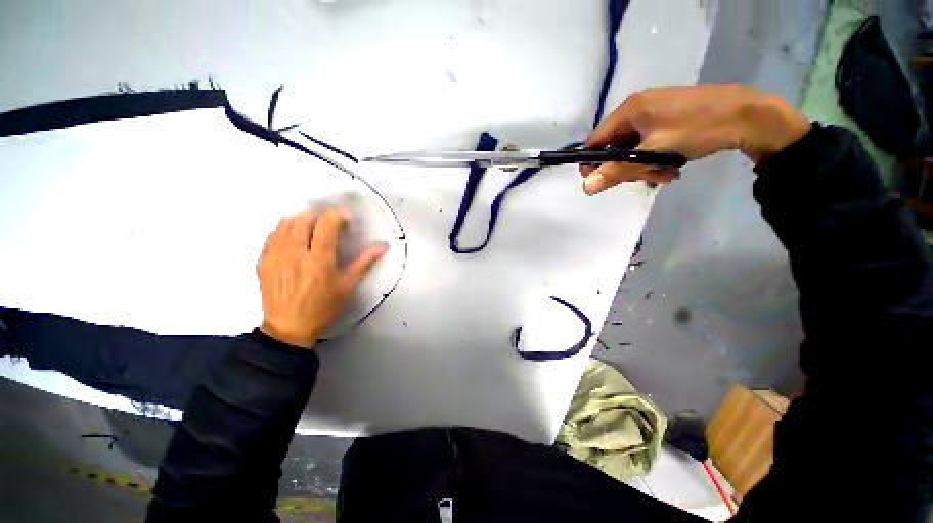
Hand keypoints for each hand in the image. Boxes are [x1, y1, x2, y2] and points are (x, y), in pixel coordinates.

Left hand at [257, 209, 388, 348]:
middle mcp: (295, 252)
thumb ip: (364, 261)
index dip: (338, 216)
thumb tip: (383, 245)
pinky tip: (294, 240)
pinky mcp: (262, 260)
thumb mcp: (348, 285)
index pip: (326, 223)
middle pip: (305, 218)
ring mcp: (275, 255)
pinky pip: (272, 234)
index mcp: (319, 260)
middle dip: (321, 217)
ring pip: (286, 222)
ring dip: (302, 220)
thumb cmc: (324, 307)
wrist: (289, 327)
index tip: (346, 220)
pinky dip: (285, 230)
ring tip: (311, 230)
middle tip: (330, 227)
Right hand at [581, 84, 811, 194]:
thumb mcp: (653, 154)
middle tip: (645, 178)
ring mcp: (655, 111)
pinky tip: (672, 166)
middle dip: (627, 167)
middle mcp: (638, 107)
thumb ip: (617, 171)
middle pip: (615, 145)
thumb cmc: (697, 130)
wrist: (749, 115)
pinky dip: (656, 157)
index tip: (603, 181)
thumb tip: (585, 188)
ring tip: (665, 174)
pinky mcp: (668, 117)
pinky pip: (650, 142)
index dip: (594, 163)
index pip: (596, 141)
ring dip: (644, 165)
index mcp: (629, 110)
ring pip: (634, 147)